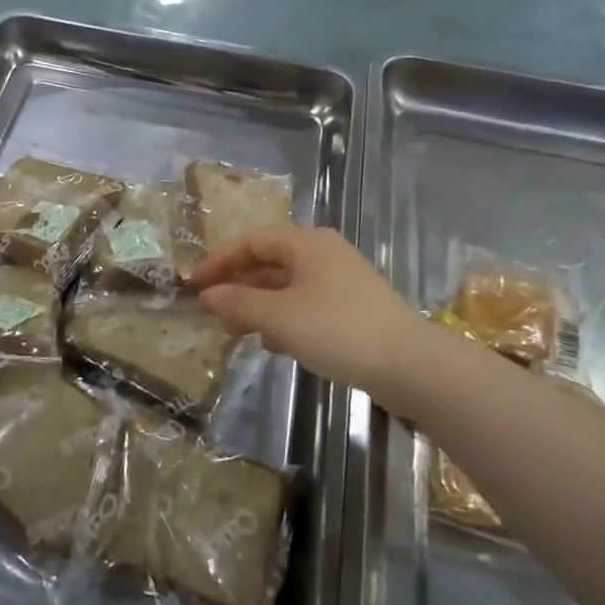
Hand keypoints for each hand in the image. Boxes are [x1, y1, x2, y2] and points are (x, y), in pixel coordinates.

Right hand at [192, 224, 434, 405]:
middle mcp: (323, 253)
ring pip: (288, 286)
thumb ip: (239, 303)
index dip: (221, 260)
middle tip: (217, 314)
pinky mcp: (352, 307)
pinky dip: (285, 318)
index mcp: (306, 243)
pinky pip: (306, 304)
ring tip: (240, 333)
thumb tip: (208, 295)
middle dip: (240, 286)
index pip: (253, 240)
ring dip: (260, 306)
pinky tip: (277, 345)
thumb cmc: (337, 329)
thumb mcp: (280, 317)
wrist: (408, 363)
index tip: (195, 284)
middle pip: (270, 262)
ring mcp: (341, 280)